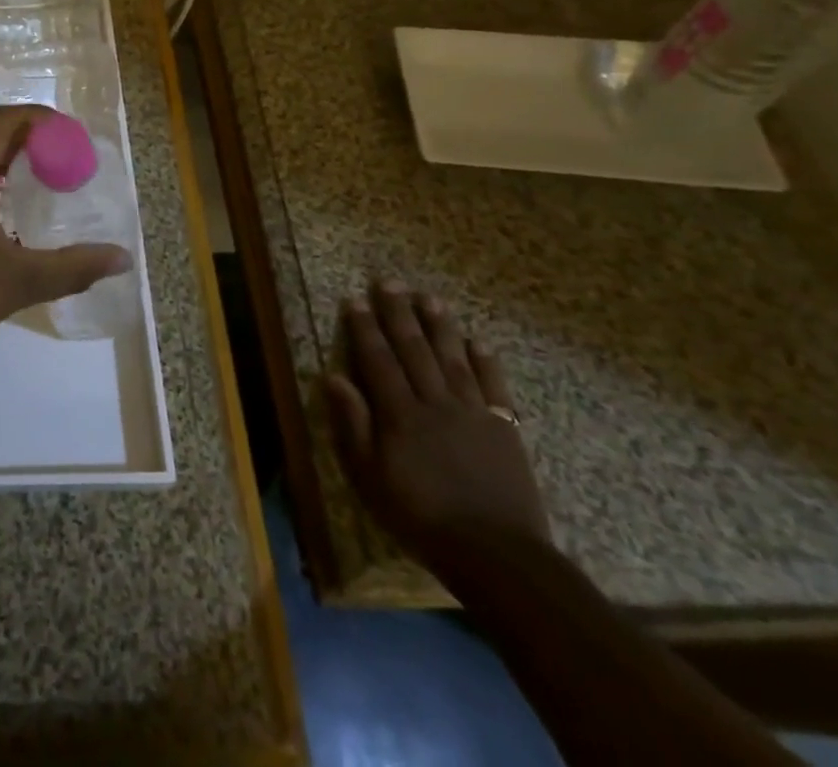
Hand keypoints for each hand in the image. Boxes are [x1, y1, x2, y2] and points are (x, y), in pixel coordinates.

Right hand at [325, 281, 550, 576]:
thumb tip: (333, 377)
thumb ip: (352, 425)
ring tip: (429, 299)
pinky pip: (494, 387)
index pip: (377, 359)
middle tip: (390, 282)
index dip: (364, 328)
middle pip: (414, 349)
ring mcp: (473, 413)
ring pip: (453, 359)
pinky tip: (478, 344)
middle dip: (399, 313)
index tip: (355, 299)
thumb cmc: (421, 517)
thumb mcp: (370, 477)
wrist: (497, 555)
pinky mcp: (505, 430)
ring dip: (440, 327)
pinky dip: (485, 363)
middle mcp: (435, 402)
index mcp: (400, 413)